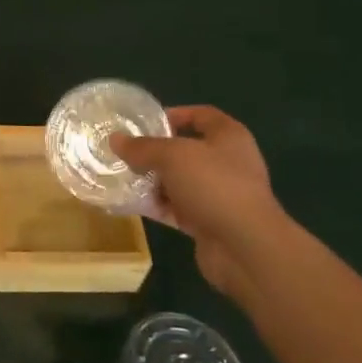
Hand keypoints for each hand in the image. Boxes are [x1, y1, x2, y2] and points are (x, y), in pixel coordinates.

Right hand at [113, 105, 288, 304]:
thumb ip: (142, 147)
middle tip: (126, 152)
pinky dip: (158, 205)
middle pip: (187, 149)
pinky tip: (132, 203)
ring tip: (122, 176)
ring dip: (154, 180)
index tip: (144, 122)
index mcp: (228, 137)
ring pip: (180, 180)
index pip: (200, 115)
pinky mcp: (211, 222)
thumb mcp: (172, 156)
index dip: (174, 114)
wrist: (246, 248)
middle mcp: (228, 162)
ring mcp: (221, 195)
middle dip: (156, 151)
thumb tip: (115, 140)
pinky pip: (178, 208)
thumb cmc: (214, 185)